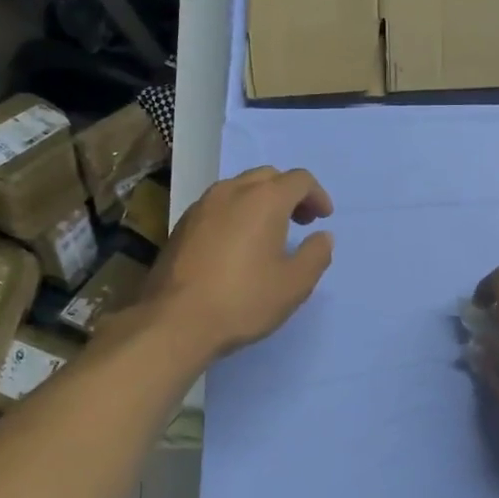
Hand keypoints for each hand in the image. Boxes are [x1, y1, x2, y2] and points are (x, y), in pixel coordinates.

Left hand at [145, 167, 334, 360]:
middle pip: (268, 176)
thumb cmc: (243, 300)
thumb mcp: (294, 284)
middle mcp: (232, 191)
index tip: (323, 219)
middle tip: (301, 222)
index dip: (317, 195)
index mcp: (264, 200)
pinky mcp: (182, 224)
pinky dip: (237, 212)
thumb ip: (316, 255)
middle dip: (289, 193)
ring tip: (269, 232)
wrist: (175, 321)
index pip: (299, 180)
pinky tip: (237, 244)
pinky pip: (218, 205)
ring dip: (261, 200)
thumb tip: (322, 236)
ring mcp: (202, 206)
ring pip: (239, 187)